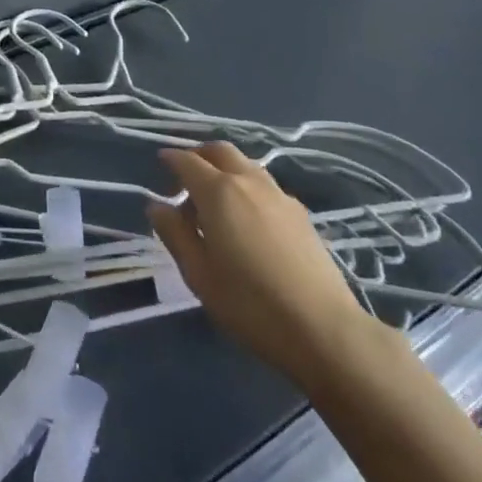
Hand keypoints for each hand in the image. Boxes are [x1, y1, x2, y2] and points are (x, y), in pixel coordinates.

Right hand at [148, 142, 368, 383]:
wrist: (323, 329)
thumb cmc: (249, 304)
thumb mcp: (198, 274)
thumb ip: (175, 234)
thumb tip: (157, 206)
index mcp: (218, 192)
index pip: (187, 161)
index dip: (171, 159)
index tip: (161, 162)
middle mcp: (249, 182)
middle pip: (220, 151)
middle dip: (199, 155)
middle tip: (186, 178)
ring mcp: (279, 196)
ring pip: (246, 165)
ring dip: (225, 170)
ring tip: (216, 201)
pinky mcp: (301, 214)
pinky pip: (265, 186)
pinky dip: (247, 187)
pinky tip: (248, 220)